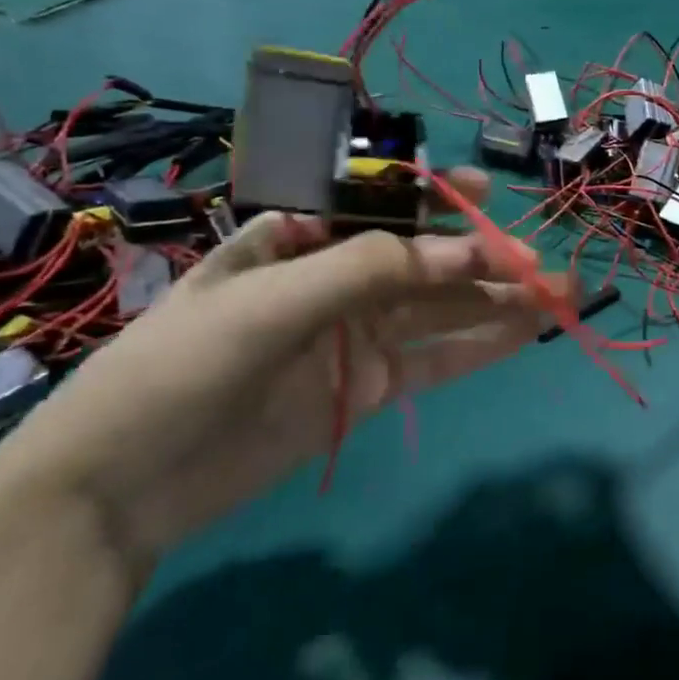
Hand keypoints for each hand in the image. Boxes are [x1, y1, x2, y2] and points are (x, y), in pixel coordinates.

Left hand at [0, 171, 555, 571]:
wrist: (120, 488)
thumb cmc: (180, 366)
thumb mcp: (269, 301)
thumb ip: (367, 269)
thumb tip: (464, 249)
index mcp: (302, 238)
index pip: (382, 204)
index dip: (436, 194)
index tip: (485, 190)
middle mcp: (337, 278)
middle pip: (425, 258)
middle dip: (483, 255)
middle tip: (539, 262)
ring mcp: (357, 335)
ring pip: (441, 308)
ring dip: (497, 299)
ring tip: (558, 293)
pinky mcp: (369, 387)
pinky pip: (435, 358)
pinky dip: (479, 344)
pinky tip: (524, 330)